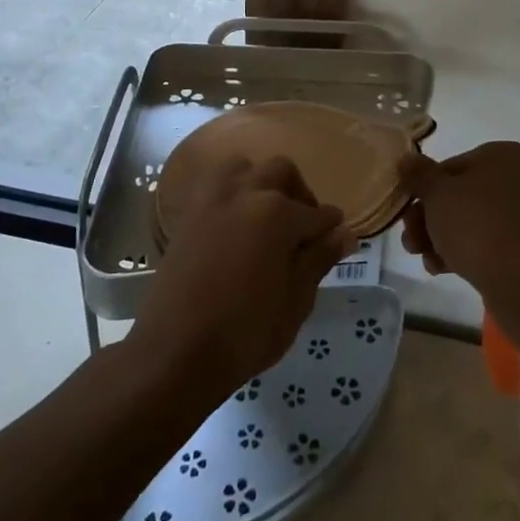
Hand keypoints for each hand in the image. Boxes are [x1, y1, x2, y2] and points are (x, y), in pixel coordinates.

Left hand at [132, 156, 352, 401]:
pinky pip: (216, 185)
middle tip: (304, 228)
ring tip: (267, 217)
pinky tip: (236, 225)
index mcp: (277, 214)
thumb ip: (319, 260)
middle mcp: (246, 193)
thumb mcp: (295, 302)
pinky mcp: (189, 213)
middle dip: (299, 193)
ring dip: (261, 183)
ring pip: (245, 168)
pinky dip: (232, 193)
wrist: (175, 352)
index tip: (338, 237)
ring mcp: (213, 199)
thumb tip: (344, 234)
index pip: (316, 213)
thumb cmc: (245, 333)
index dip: (331, 226)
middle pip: (281, 172)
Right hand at [398, 142, 519, 308]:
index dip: (424, 188)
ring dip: (443, 236)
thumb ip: (418, 174)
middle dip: (430, 217)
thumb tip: (407, 159)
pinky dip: (466, 251)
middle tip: (410, 238)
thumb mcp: (436, 194)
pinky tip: (441, 268)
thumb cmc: (476, 225)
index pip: (451, 166)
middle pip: (462, 195)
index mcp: (503, 155)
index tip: (408, 209)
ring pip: (474, 220)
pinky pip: (491, 243)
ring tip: (422, 256)